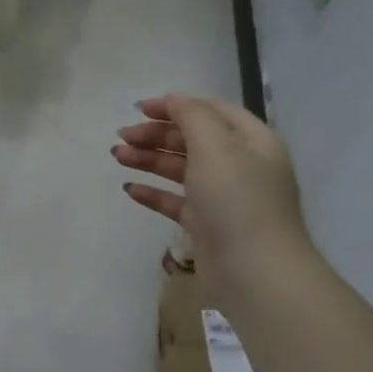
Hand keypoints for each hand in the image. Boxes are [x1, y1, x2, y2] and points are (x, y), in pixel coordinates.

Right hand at [114, 95, 313, 292]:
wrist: (255, 272)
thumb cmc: (237, 200)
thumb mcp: (215, 146)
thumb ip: (192, 115)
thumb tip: (173, 99)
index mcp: (252, 141)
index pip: (211, 111)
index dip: (175, 106)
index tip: (138, 109)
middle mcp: (241, 165)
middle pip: (193, 139)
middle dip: (156, 134)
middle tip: (122, 137)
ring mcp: (224, 197)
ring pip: (181, 169)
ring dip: (149, 159)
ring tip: (117, 157)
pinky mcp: (208, 225)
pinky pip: (176, 201)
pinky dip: (154, 193)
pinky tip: (130, 189)